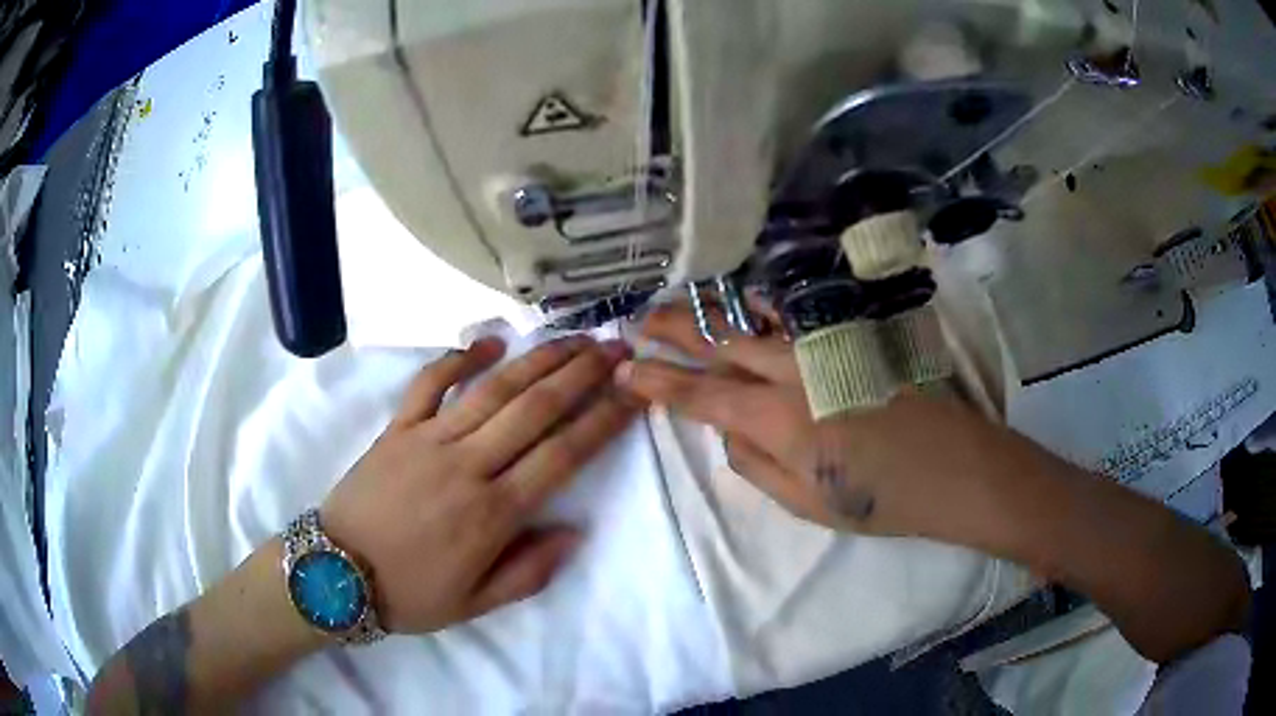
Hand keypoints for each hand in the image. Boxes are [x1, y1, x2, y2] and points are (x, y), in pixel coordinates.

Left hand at [321, 335, 639, 633]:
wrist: (335, 574)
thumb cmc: (409, 595)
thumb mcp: (476, 604)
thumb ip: (529, 572)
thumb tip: (575, 532)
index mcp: (492, 514)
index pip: (562, 456)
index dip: (603, 421)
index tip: (634, 392)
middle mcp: (467, 466)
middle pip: (534, 409)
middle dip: (582, 374)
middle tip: (616, 348)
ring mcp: (428, 440)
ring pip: (493, 390)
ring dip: (538, 359)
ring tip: (574, 338)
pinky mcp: (397, 428)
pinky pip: (430, 383)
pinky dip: (459, 359)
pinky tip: (490, 343)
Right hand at [617, 303, 1012, 540]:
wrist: (955, 468)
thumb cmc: (882, 499)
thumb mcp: (806, 504)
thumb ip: (755, 465)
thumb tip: (729, 431)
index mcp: (779, 421)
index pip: (700, 396)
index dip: (657, 382)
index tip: (625, 370)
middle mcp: (794, 373)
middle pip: (720, 342)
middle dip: (672, 329)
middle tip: (637, 318)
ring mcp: (825, 349)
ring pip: (754, 319)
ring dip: (710, 311)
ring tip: (676, 303)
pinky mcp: (852, 339)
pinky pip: (795, 316)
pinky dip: (761, 306)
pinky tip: (744, 300)